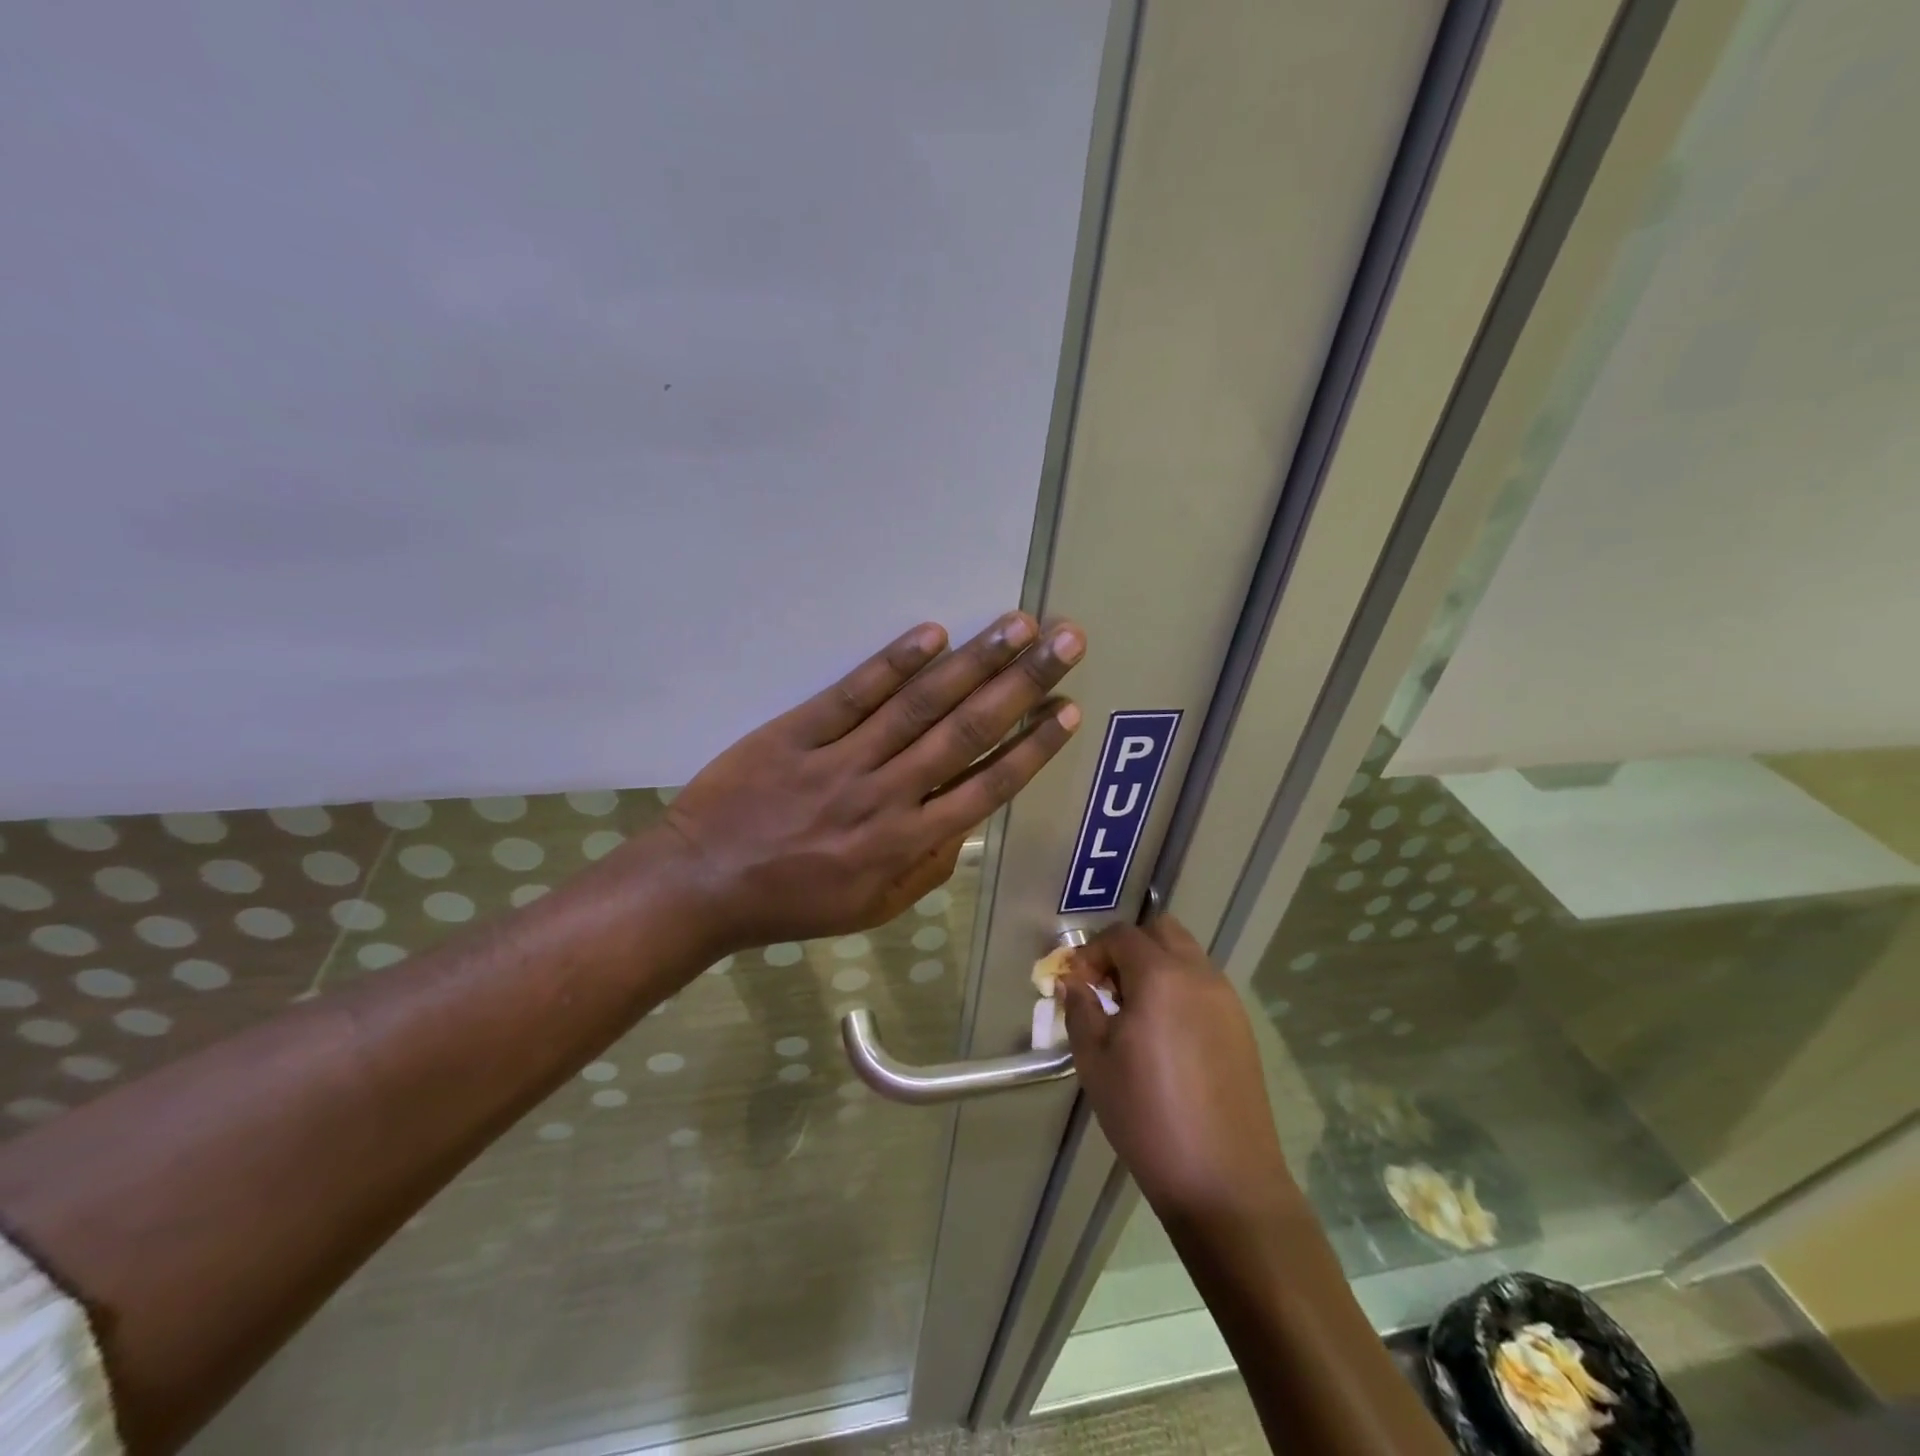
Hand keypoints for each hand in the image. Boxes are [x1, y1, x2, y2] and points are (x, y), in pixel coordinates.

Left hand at [658, 612, 1083, 953]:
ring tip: (1018, 626)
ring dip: (973, 662)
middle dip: (1022, 684)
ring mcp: (841, 760)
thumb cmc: (794, 902)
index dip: (1033, 746)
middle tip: (1065, 641)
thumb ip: (928, 868)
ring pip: (919, 705)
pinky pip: (853, 694)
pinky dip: (893, 662)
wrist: (702, 885)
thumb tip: (967, 823)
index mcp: (908, 842)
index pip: (987, 786)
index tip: (1068, 708)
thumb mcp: (874, 908)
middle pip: (966, 731)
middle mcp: (886, 795)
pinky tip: (932, 633)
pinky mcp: (797, 733)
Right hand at [1062, 916, 1298, 1232]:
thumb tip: (1073, 983)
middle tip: (1108, 988)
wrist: (1224, 1180)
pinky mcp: (1242, 1028)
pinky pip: (1204, 986)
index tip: (1077, 983)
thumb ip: (1080, 1010)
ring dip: (1156, 967)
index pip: (1122, 937)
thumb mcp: (1095, 1062)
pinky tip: (1165, 1036)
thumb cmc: (1147, 1116)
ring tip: (1134, 1014)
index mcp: (1161, 977)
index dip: (1093, 952)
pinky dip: (1179, 990)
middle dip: (1129, 948)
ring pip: (1187, 956)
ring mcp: (1227, 1001)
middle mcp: (1199, 976)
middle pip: (1161, 932)